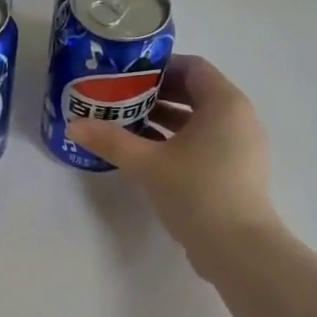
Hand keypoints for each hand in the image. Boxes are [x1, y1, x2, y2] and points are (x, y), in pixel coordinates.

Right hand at [69, 54, 277, 267]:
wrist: (238, 248)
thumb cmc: (196, 192)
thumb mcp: (148, 164)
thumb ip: (111, 141)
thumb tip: (74, 125)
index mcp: (225, 103)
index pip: (193, 67)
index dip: (159, 67)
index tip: (127, 77)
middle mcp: (240, 118)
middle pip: (196, 93)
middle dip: (158, 95)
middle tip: (121, 100)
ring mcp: (242, 146)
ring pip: (200, 121)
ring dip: (166, 120)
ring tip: (128, 126)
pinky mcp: (237, 171)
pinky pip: (206, 143)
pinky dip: (179, 141)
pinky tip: (149, 156)